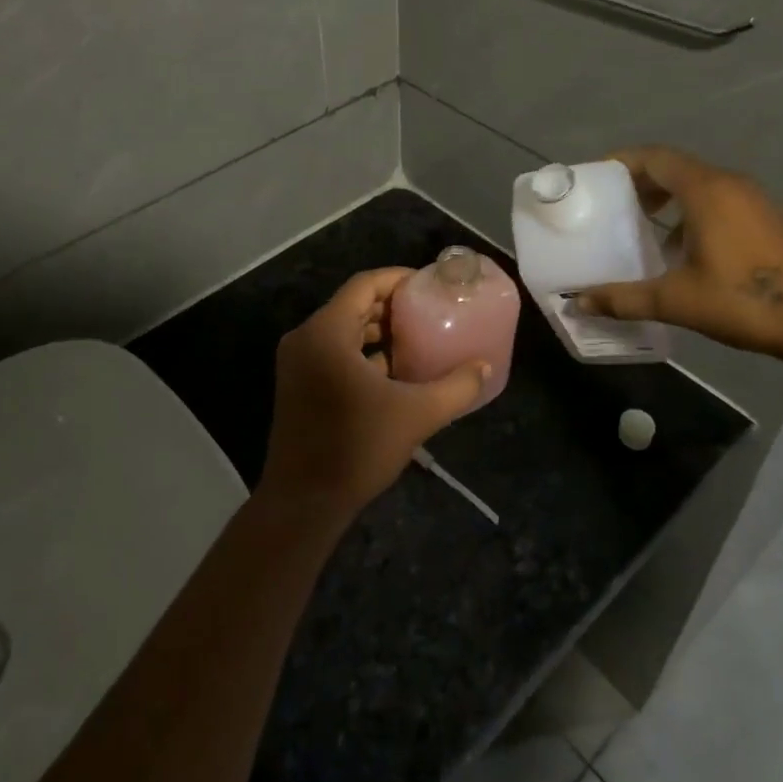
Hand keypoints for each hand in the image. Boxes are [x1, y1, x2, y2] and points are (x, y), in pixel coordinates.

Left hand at [260, 268, 493, 523]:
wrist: (304, 502)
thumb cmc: (357, 449)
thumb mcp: (415, 415)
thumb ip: (456, 387)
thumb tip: (485, 366)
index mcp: (326, 333)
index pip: (364, 285)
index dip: (398, 279)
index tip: (429, 284)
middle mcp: (306, 338)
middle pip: (353, 304)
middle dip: (391, 305)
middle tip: (429, 309)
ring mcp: (297, 362)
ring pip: (342, 329)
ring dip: (378, 329)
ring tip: (417, 336)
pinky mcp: (297, 384)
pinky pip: (333, 351)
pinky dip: (361, 351)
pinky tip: (393, 369)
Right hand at [574, 146, 782, 359]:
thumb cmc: (744, 301)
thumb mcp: (675, 301)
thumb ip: (623, 298)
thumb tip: (578, 304)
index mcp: (706, 191)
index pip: (655, 157)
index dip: (621, 161)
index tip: (596, 178)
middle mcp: (729, 183)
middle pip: (675, 166)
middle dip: (640, 179)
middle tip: (611, 202)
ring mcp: (753, 199)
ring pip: (698, 182)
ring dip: (667, 194)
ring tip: (641, 222)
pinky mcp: (767, 217)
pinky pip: (718, 197)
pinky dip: (691, 208)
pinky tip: (681, 246)